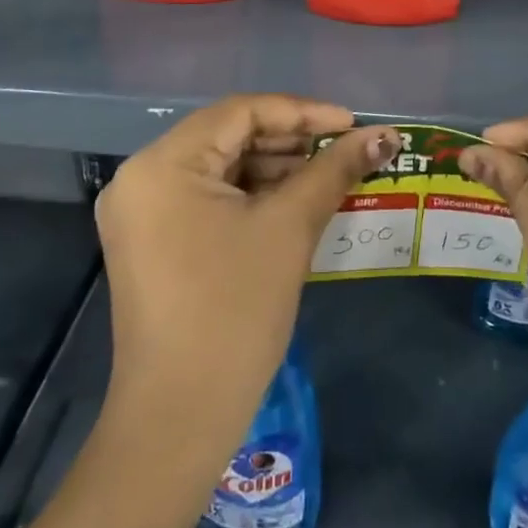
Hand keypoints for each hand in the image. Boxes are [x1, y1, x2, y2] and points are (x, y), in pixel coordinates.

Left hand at [93, 95, 396, 471]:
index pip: (240, 112)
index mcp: (162, 164)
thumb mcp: (289, 229)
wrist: (180, 415)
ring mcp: (142, 212)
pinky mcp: (152, 241)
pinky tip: (294, 203)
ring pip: (219, 168)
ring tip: (328, 177)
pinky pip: (208, 199)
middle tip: (344, 151)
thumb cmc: (235, 311)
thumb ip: (335, 170)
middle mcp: (141, 177)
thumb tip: (385, 135)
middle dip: (290, 141)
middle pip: (227, 136)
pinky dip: (251, 197)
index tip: (352, 124)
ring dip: (274, 169)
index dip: (302, 112)